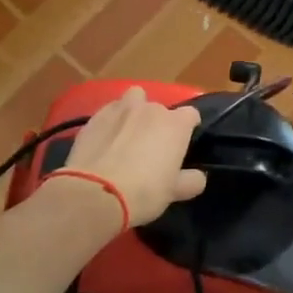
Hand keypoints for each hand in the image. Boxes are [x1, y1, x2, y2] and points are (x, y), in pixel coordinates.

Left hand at [59, 87, 206, 225]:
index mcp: (175, 124)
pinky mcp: (94, 118)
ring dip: (134, 111)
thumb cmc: (144, 192)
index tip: (182, 143)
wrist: (95, 194)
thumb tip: (198, 176)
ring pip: (133, 99)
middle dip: (158, 122)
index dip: (188, 127)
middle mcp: (149, 109)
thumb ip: (191, 181)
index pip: (190, 114)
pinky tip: (105, 140)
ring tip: (127, 133)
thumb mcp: (174, 192)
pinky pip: (108, 112)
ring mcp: (120, 109)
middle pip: (159, 107)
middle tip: (151, 146)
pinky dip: (110, 122)